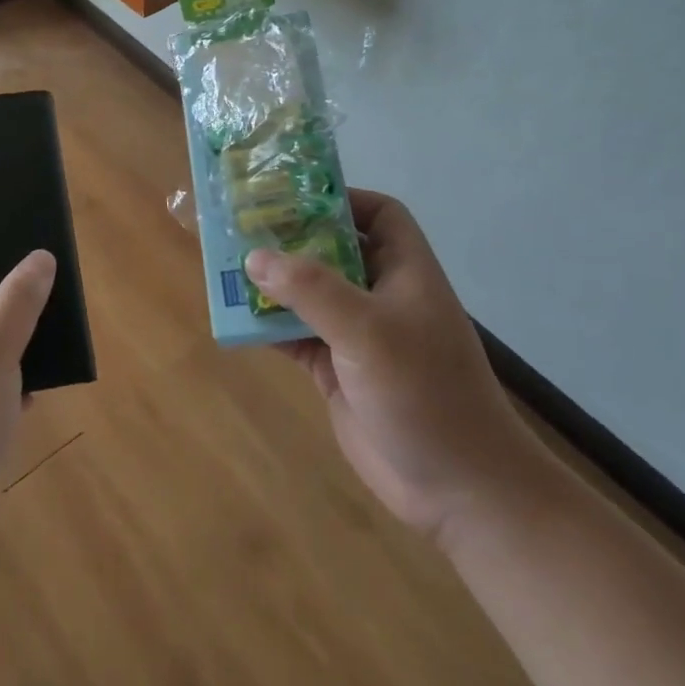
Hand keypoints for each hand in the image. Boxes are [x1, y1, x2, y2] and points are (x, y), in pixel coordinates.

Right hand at [246, 190, 548, 540]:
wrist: (458, 489)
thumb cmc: (425, 392)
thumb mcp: (368, 331)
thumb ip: (311, 290)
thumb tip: (255, 256)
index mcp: (404, 271)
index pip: (379, 215)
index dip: (341, 199)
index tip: (292, 196)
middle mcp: (381, 296)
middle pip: (332, 250)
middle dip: (291, 239)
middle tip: (241, 226)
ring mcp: (358, 335)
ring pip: (309, 294)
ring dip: (272, 284)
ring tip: (226, 266)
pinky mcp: (338, 370)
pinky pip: (295, 336)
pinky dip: (268, 327)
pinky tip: (236, 319)